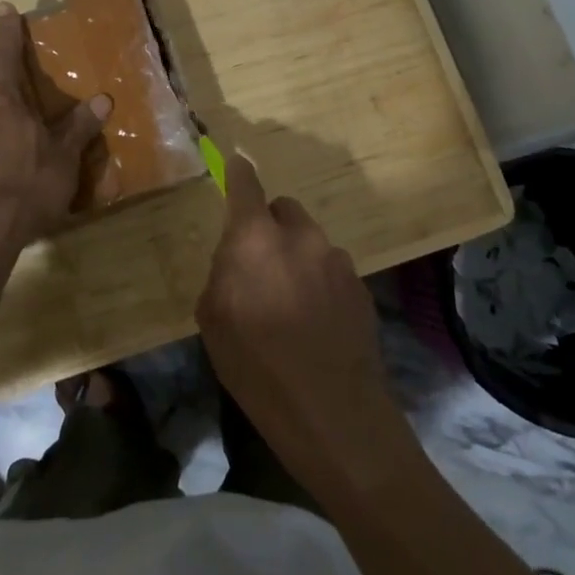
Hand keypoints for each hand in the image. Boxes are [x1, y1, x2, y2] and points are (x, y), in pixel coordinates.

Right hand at [196, 156, 411, 493]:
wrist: (333, 414)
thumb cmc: (257, 367)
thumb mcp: (213, 322)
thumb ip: (221, 276)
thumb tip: (235, 264)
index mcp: (255, 239)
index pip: (246, 185)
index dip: (239, 171)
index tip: (237, 160)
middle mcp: (300, 237)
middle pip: (283, 210)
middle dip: (269, 227)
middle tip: (259, 265)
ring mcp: (337, 260)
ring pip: (310, 242)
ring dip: (297, 258)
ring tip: (291, 304)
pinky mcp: (361, 287)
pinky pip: (332, 269)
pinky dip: (320, 282)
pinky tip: (316, 323)